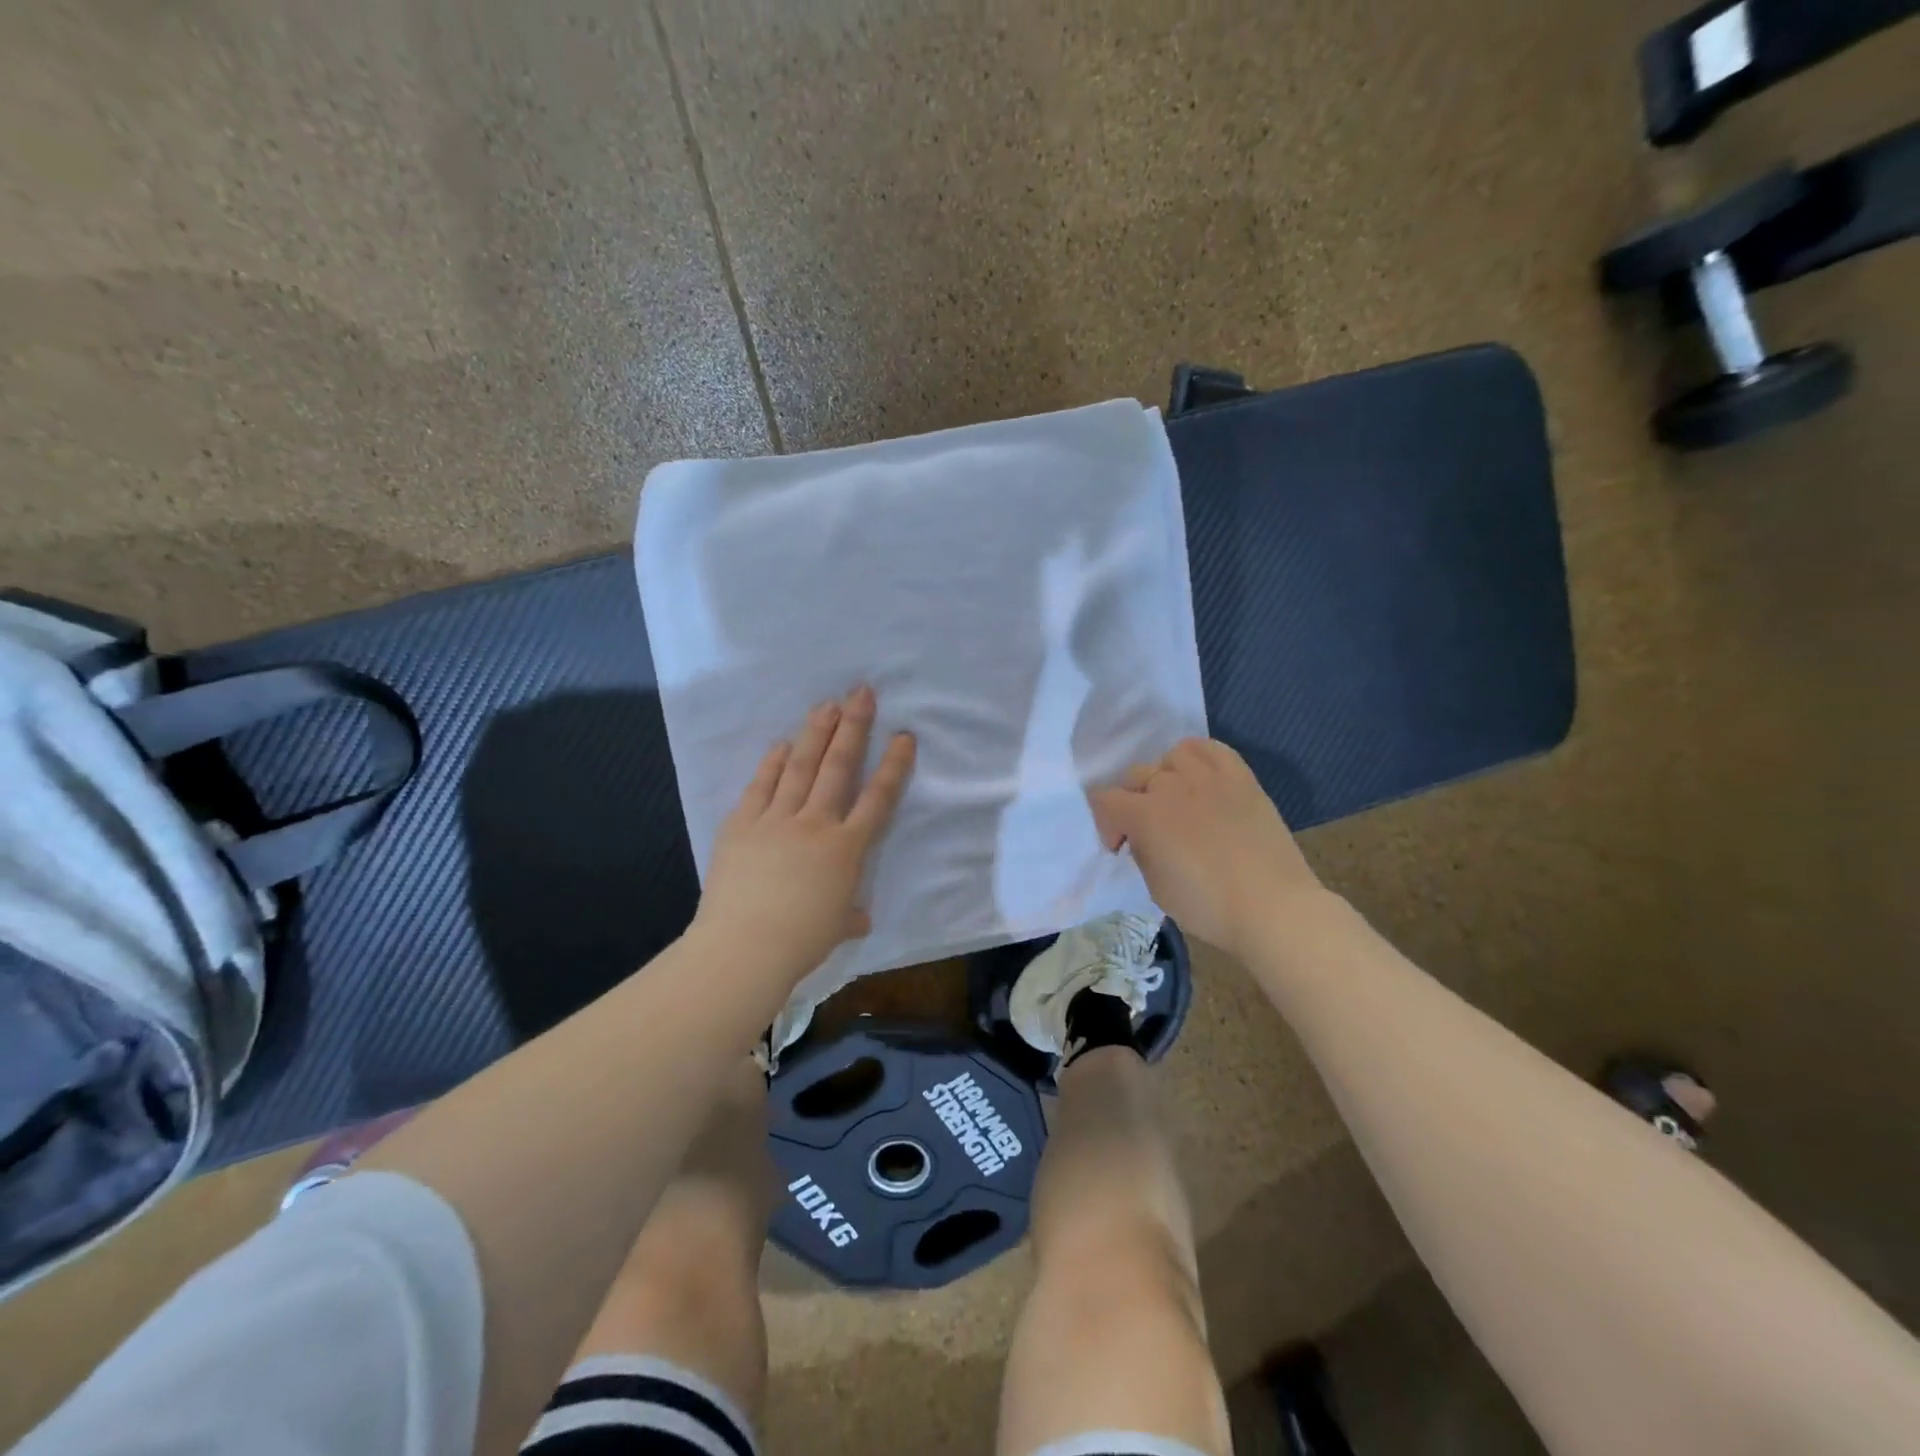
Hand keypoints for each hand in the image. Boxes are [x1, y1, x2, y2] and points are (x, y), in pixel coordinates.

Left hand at [692, 685, 915, 982]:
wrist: (744, 947)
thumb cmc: (800, 941)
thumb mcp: (838, 928)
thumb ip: (851, 914)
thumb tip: (859, 916)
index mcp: (846, 849)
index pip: (877, 798)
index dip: (893, 765)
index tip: (903, 736)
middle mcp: (816, 823)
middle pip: (839, 766)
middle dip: (853, 726)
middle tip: (861, 692)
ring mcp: (777, 819)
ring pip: (801, 766)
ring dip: (815, 732)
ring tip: (826, 704)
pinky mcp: (742, 823)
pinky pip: (761, 785)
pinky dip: (773, 762)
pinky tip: (782, 743)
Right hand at [1089, 738, 1324, 957]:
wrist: (1274, 908)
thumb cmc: (1209, 907)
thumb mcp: (1156, 887)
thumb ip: (1142, 851)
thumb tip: (1144, 836)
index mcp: (1145, 815)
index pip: (1104, 800)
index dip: (1105, 824)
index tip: (1119, 847)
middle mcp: (1172, 786)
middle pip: (1136, 775)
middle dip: (1132, 802)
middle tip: (1147, 831)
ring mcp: (1210, 777)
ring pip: (1172, 757)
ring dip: (1166, 776)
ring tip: (1177, 800)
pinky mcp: (1242, 778)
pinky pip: (1212, 749)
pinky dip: (1199, 759)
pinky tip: (1202, 781)